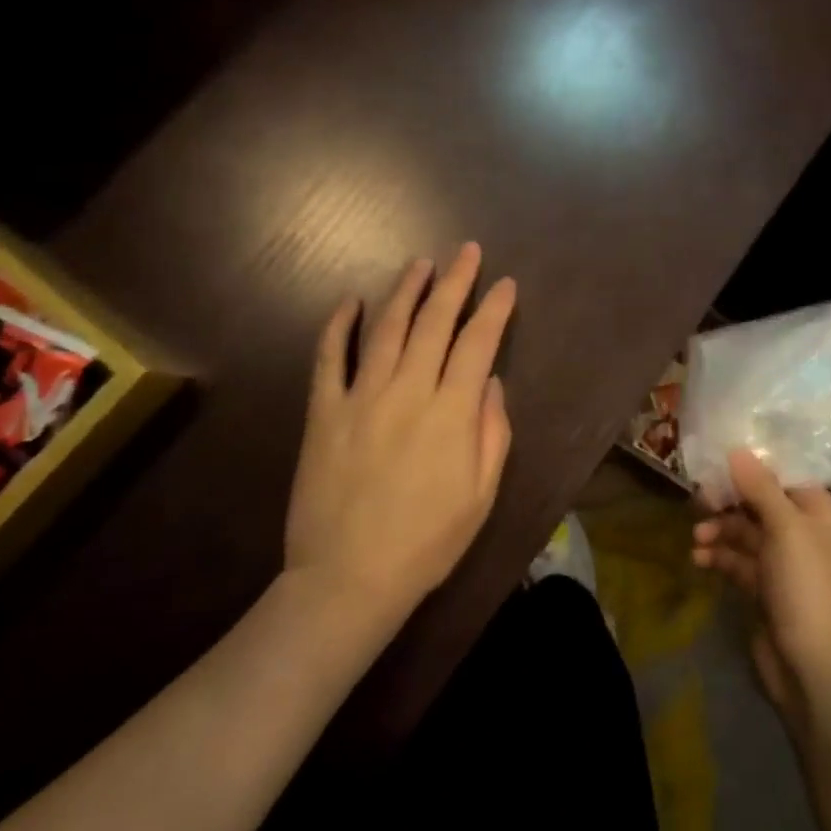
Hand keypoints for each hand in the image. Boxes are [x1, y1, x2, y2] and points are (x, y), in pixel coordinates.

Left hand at [284, 243, 516, 627]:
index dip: (494, 310)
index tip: (506, 284)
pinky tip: (349, 301)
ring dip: (405, 291)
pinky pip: (329, 358)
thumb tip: (491, 382)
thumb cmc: (427, 542)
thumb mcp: (481, 495)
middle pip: (435, 322)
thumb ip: (493, 432)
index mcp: (451, 413)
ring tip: (420, 264)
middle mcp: (408, 391)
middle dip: (454, 282)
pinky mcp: (324, 412)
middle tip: (466, 251)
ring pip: (387, 328)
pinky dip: (337, 325)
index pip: (478, 344)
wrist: (348, 579)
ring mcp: (361, 397)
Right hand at [692, 450, 830, 729]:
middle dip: (728, 500)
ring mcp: (783, 561)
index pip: (783, 475)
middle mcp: (802, 531)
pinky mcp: (764, 587)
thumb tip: (736, 449)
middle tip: (699, 499)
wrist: (811, 665)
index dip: (752, 466)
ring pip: (744, 531)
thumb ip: (759, 486)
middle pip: (759, 501)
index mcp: (818, 511)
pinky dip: (718, 556)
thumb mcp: (784, 527)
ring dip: (719, 530)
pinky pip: (737, 559)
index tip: (718, 458)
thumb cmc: (805, 585)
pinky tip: (699, 560)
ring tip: (697, 538)